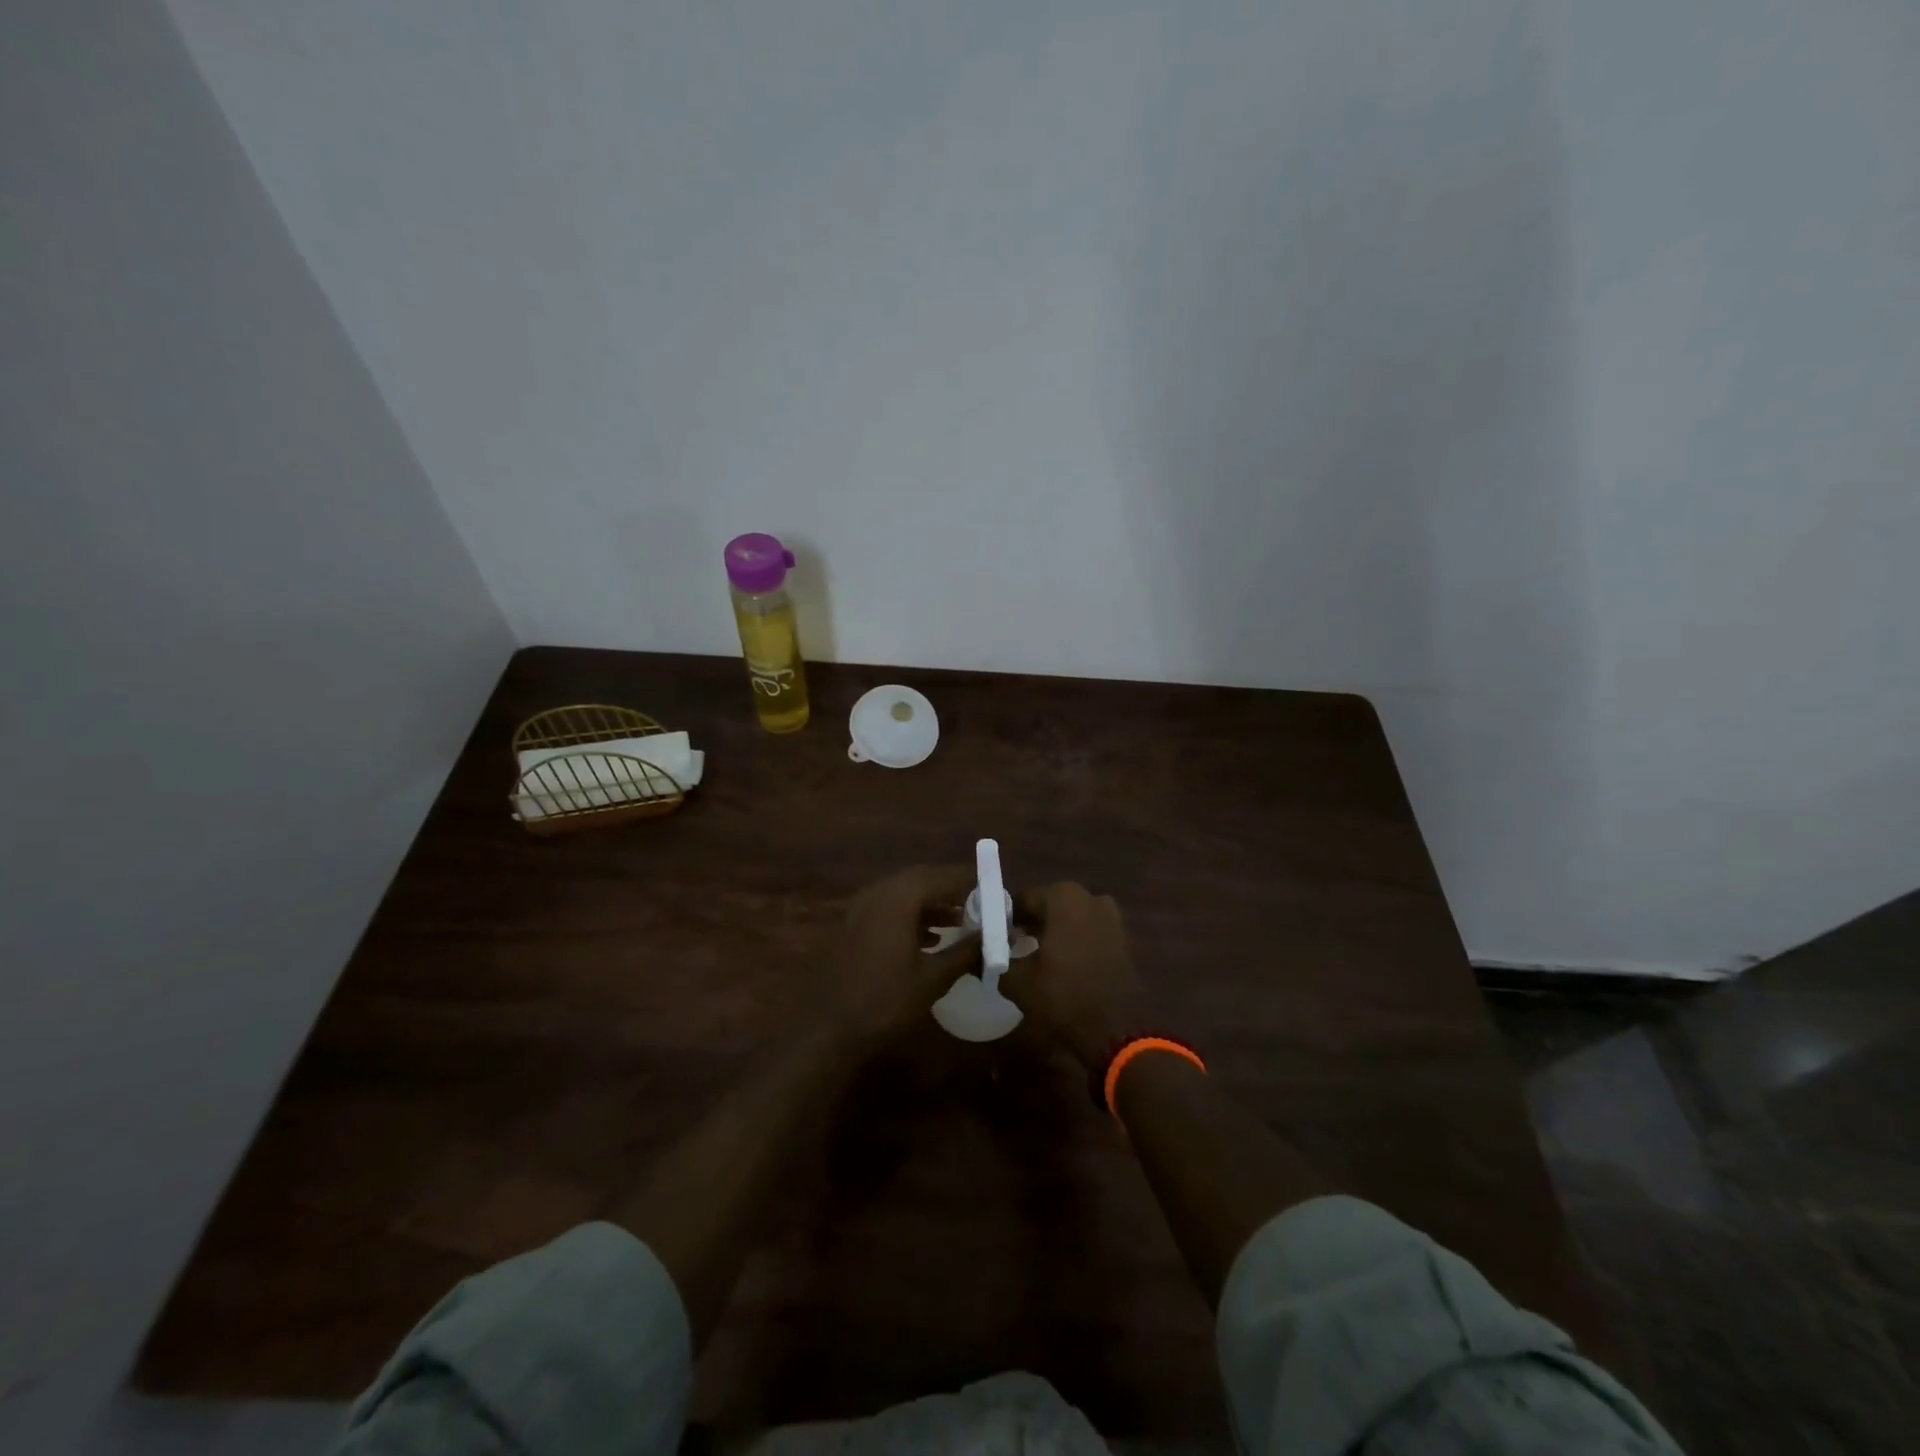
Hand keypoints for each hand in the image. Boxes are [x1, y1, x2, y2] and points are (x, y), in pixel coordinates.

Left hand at [824, 865, 979, 1055]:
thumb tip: (998, 939)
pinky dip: (912, 915)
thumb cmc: (884, 1002)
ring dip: (932, 903)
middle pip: (922, 879)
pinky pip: (889, 908)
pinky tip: (930, 939)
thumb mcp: (933, 978)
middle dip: (951, 890)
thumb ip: (966, 952)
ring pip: (904, 893)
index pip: (942, 876)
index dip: (970, 881)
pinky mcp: (852, 925)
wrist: (827, 1028)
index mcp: (898, 898)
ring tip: (961, 922)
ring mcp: (860, 908)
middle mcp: (878, 893)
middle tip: (979, 904)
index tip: (994, 889)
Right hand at [1004, 883, 1150, 1068]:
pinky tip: (1063, 965)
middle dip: (1032, 922)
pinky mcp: (1123, 938)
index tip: (996, 937)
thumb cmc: (1063, 996)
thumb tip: (981, 956)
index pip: (1023, 899)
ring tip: (1038, 957)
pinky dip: (1075, 941)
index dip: (1007, 918)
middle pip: (1050, 905)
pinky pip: (1090, 931)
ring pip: (1072, 918)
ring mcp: (1111, 916)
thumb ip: (996, 961)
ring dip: (1055, 931)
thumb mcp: (1018, 982)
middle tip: (1014, 946)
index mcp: (1063, 897)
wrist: (1117, 1028)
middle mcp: (1090, 897)